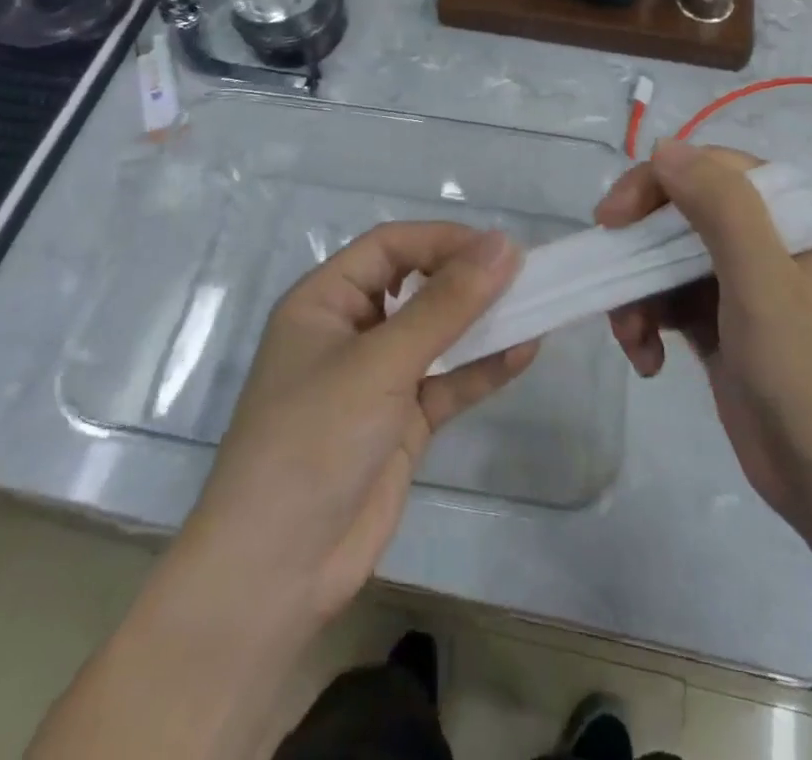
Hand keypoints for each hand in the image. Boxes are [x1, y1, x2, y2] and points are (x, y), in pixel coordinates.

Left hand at [185, 222, 536, 630]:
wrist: (276, 573)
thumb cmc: (312, 441)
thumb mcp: (379, 364)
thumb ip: (445, 306)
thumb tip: (503, 246)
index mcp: (324, 301)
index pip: (389, 247)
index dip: (442, 239)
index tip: (497, 248)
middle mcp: (350, 331)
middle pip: (415, 285)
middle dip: (465, 277)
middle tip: (523, 275)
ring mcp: (376, 380)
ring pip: (437, 335)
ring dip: (481, 322)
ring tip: (535, 306)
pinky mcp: (400, 424)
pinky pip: (447, 383)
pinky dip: (482, 368)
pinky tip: (524, 352)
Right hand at [594, 141, 811, 547]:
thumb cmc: (811, 379)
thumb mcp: (766, 285)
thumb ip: (721, 208)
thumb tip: (665, 148)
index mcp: (798, 220)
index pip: (716, 171)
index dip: (658, 183)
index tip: (614, 217)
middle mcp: (772, 244)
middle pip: (686, 215)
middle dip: (640, 246)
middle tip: (605, 266)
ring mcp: (746, 287)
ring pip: (669, 260)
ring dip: (639, 292)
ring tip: (630, 336)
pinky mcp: (724, 326)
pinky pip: (671, 302)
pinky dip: (649, 323)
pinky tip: (646, 359)